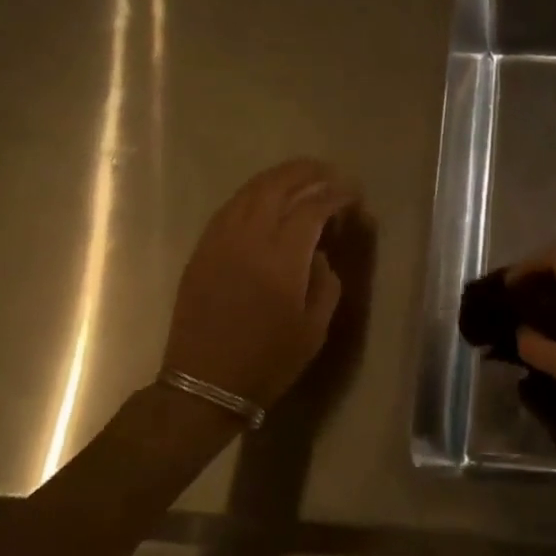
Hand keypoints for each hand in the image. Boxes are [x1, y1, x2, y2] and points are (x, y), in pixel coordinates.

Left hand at [161, 159, 359, 407]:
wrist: (205, 384)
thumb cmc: (268, 361)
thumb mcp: (314, 328)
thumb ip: (325, 282)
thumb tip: (320, 253)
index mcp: (281, 260)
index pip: (312, 208)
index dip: (336, 196)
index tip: (353, 194)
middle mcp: (249, 240)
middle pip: (277, 186)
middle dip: (306, 172)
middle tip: (329, 172)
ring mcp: (220, 241)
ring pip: (250, 192)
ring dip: (278, 177)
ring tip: (301, 176)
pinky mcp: (202, 250)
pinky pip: (229, 208)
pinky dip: (252, 194)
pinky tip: (265, 198)